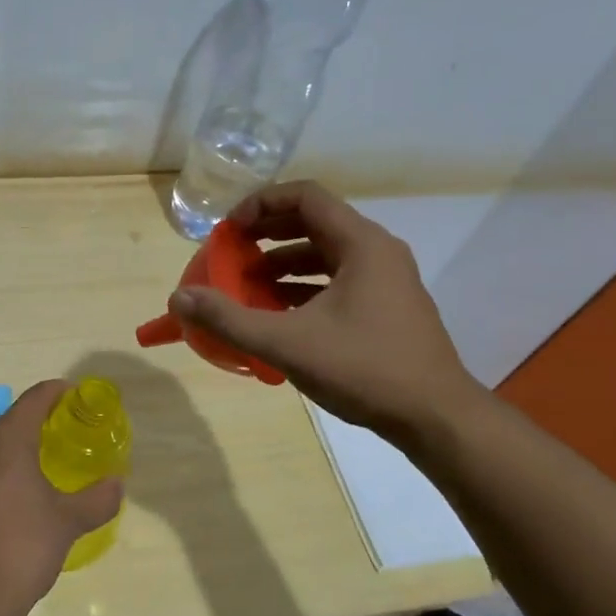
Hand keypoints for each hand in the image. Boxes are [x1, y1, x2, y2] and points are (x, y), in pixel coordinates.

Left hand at [0, 380, 123, 615]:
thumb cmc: (22, 549)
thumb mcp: (68, 523)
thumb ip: (97, 498)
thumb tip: (117, 483)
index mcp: (6, 440)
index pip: (35, 398)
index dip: (57, 392)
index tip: (73, 396)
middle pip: (7, 423)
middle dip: (32, 427)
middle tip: (56, 441)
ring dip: (6, 454)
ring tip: (28, 476)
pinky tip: (0, 506)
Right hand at [167, 181, 481, 444]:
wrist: (436, 417)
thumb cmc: (364, 369)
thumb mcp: (287, 343)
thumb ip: (229, 319)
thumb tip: (179, 298)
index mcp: (361, 244)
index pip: (306, 197)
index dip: (261, 204)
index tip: (229, 230)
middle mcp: (377, 252)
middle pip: (314, 223)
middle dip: (267, 235)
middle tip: (230, 253)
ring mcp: (386, 281)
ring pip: (325, 255)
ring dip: (282, 264)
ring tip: (246, 286)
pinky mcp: (387, 308)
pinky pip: (337, 282)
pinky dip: (303, 288)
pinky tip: (277, 315)